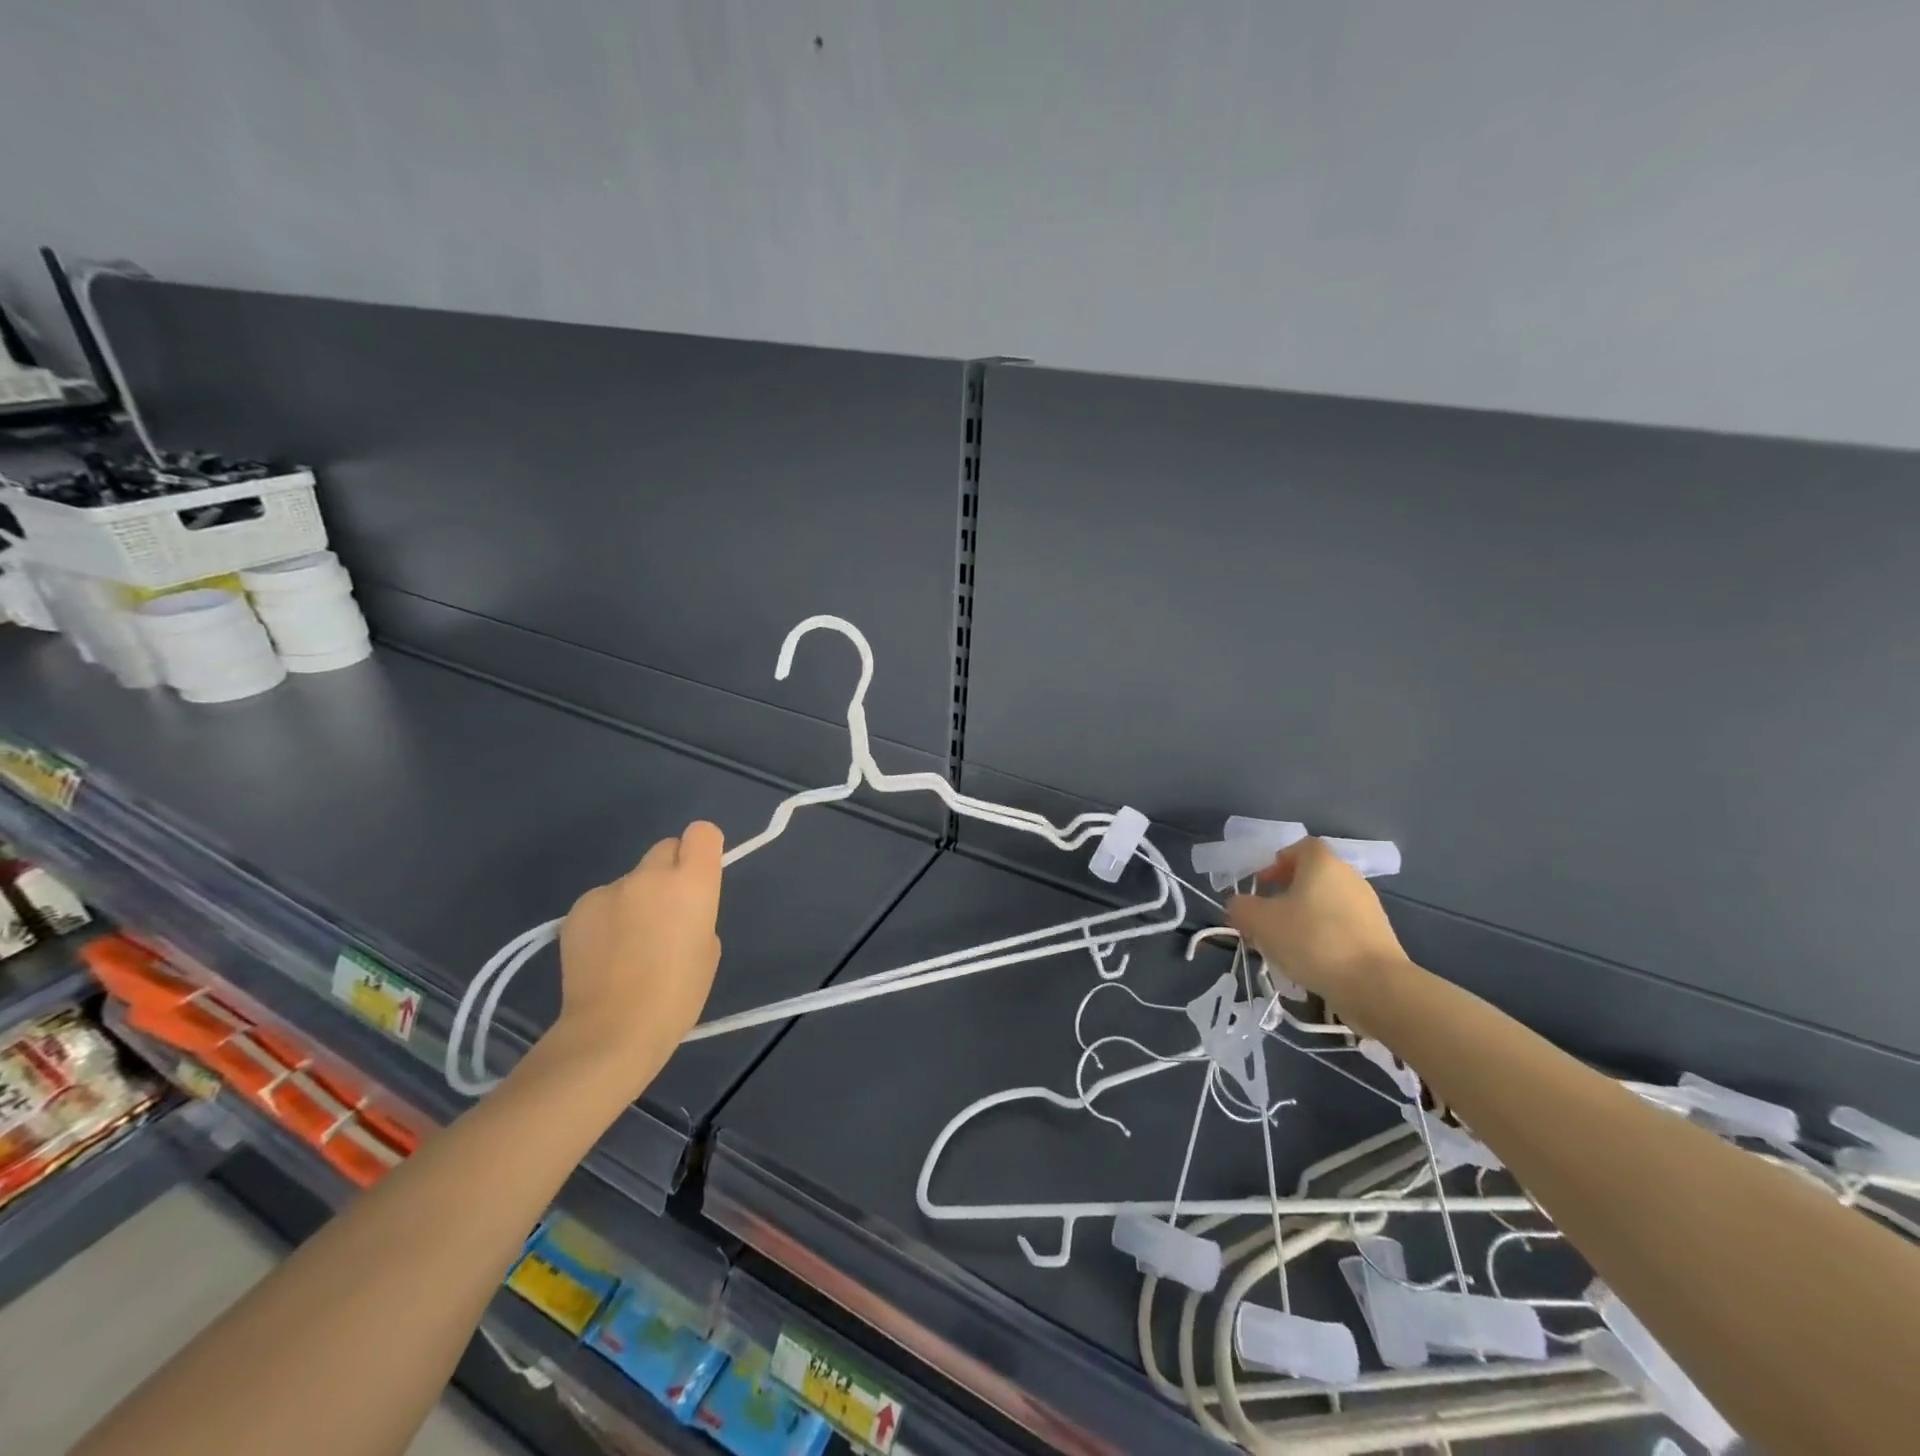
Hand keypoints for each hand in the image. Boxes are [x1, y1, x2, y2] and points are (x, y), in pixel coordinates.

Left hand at [549, 821, 724, 1086]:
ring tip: (629, 945)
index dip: (703, 849)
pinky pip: (602, 902)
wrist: (612, 1031)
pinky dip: (607, 919)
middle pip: (665, 848)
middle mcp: (650, 875)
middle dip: (669, 872)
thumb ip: (696, 913)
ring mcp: (609, 890)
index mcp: (692, 883)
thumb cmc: (676, 996)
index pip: (702, 833)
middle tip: (666, 912)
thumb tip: (677, 910)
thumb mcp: (708, 950)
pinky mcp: (577, 910)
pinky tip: (604, 954)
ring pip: (631, 880)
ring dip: (635, 899)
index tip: (700, 874)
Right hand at [1226, 837, 1408, 1021]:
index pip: (1299, 847)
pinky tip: (1312, 962)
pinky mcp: (1379, 936)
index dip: (1277, 862)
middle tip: (1267, 916)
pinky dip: (1324, 937)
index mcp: (1322, 863)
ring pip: (1326, 904)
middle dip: (1287, 893)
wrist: (1375, 985)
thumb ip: (1241, 907)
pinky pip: (1342, 927)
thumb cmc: (1313, 940)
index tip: (1262, 884)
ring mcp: (1368, 907)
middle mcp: (1349, 877)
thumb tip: (1239, 904)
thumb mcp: (1260, 922)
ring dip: (1304, 917)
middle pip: (1313, 876)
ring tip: (1286, 944)